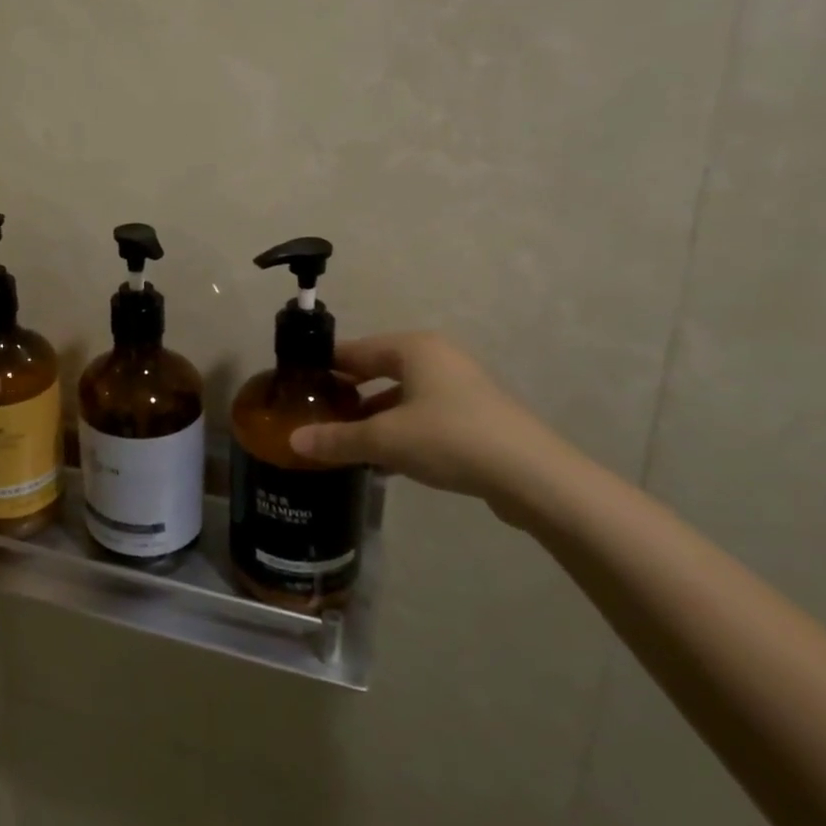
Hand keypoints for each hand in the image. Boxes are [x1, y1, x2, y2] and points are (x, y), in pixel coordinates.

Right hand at [288, 333, 564, 510]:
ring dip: (373, 417)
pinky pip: (422, 416)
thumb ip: (337, 439)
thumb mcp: (385, 439)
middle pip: (378, 370)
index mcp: (413, 348)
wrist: (532, 476)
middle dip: (348, 393)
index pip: (355, 349)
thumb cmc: (450, 438)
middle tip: (316, 413)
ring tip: (343, 440)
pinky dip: (400, 431)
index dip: (325, 366)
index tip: (297, 384)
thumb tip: (293, 443)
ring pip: (401, 396)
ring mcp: (459, 387)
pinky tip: (382, 462)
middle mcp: (436, 358)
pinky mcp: (474, 417)